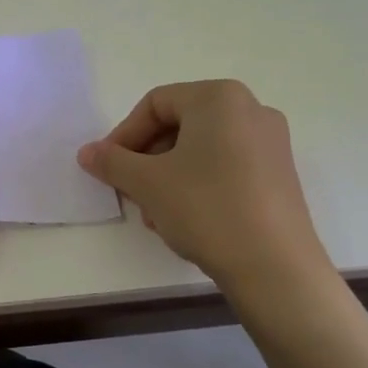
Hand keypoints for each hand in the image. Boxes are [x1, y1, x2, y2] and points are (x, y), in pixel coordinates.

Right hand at [77, 80, 332, 300]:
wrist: (276, 269)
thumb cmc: (206, 209)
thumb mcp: (147, 183)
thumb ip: (111, 162)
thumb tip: (87, 152)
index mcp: (219, 98)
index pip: (155, 104)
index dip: (124, 135)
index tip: (108, 168)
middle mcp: (251, 110)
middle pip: (178, 126)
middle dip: (146, 160)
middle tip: (130, 192)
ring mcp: (271, 143)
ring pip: (200, 150)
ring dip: (167, 177)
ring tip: (155, 215)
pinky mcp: (280, 175)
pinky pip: (225, 167)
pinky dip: (197, 185)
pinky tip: (184, 221)